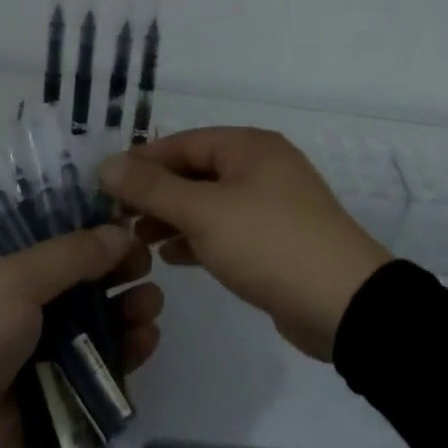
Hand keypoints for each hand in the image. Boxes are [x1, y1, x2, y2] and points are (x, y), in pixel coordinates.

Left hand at [0, 226, 161, 447]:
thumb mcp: (9, 282)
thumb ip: (69, 256)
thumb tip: (118, 232)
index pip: (46, 237)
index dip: (87, 230)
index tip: (127, 226)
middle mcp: (10, 305)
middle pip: (74, 280)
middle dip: (112, 272)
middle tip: (147, 266)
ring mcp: (30, 352)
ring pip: (89, 323)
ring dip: (123, 310)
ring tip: (152, 304)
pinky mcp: (51, 393)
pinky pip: (93, 366)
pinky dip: (122, 351)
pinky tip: (147, 339)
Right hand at [100, 128, 390, 361]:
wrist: (344, 304)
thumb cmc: (268, 243)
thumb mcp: (203, 212)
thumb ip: (152, 188)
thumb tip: (107, 164)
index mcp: (248, 146)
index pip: (181, 143)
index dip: (141, 162)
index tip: (103, 186)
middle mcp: (260, 166)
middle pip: (194, 172)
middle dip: (155, 194)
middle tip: (116, 219)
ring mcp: (271, 204)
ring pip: (208, 203)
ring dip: (172, 218)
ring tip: (137, 241)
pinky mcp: (274, 240)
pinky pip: (226, 229)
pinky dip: (198, 239)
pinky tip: (171, 258)